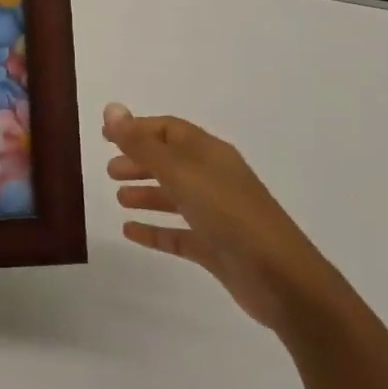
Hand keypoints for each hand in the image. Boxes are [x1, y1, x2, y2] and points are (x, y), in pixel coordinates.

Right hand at [105, 103, 340, 331]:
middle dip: (140, 161)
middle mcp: (213, 178)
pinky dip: (154, 230)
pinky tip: (130, 232)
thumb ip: (142, 144)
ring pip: (174, 197)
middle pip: (171, 162)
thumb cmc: (229, 214)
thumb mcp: (181, 173)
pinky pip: (178, 234)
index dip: (138, 129)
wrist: (282, 280)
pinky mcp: (216, 248)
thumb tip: (111, 108)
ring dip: (146, 194)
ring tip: (119, 198)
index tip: (106, 135)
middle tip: (109, 170)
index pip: (170, 130)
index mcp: (209, 154)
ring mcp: (216, 214)